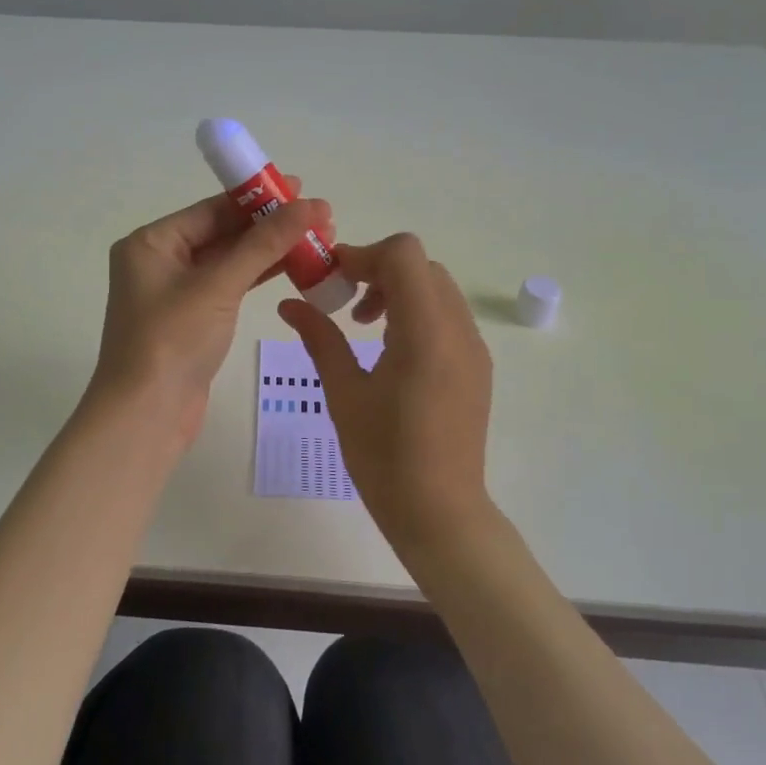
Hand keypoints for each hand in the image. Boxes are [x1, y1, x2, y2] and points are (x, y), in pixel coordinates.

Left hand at [90, 187, 330, 448]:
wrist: (146, 415)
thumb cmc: (172, 341)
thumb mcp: (219, 286)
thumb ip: (264, 244)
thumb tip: (310, 205)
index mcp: (151, 243)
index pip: (211, 209)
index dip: (258, 197)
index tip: (301, 188)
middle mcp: (159, 262)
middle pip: (222, 233)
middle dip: (269, 225)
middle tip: (319, 218)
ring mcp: (176, 293)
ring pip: (230, 261)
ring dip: (270, 251)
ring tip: (317, 240)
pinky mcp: (192, 321)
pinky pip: (230, 287)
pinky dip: (259, 277)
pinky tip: (294, 268)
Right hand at [277, 233, 493, 548]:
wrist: (439, 511)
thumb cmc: (384, 456)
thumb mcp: (343, 393)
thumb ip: (320, 338)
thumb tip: (289, 304)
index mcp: (425, 331)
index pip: (404, 254)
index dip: (363, 255)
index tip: (332, 280)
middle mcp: (458, 329)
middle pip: (422, 265)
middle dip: (379, 271)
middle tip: (344, 303)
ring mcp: (473, 347)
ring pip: (437, 288)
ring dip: (399, 290)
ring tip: (365, 328)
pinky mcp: (476, 366)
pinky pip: (447, 316)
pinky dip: (417, 313)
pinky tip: (391, 352)